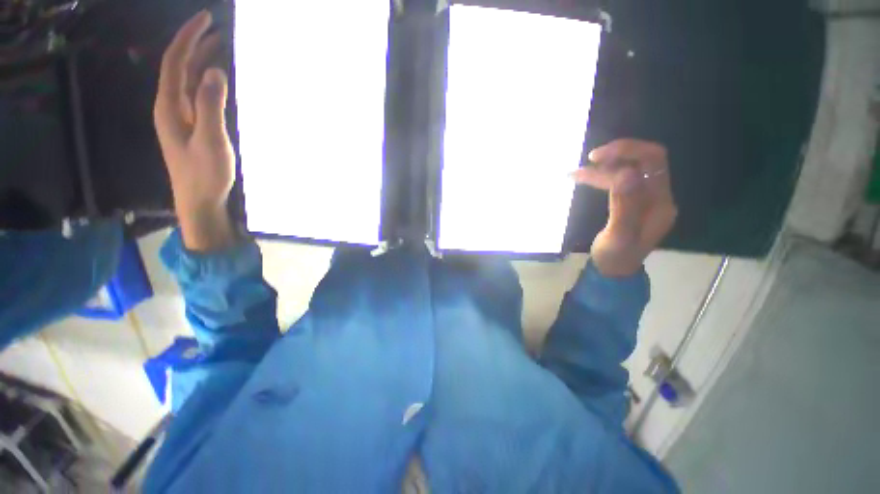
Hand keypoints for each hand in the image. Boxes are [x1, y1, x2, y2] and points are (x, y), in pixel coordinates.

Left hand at [154, 11, 235, 250]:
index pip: (175, 61)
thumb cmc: (205, 173)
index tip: (206, 18)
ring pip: (187, 80)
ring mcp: (181, 118)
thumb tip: (214, 71)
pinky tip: (219, 81)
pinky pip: (197, 95)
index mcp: (170, 105)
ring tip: (222, 49)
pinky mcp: (192, 127)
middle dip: (196, 44)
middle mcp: (171, 106)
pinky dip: (207, 82)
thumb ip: (211, 105)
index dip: (189, 37)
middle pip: (179, 67)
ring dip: (201, 61)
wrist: (200, 200)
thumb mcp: (211, 140)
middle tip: (219, 30)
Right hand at [572, 139, 677, 276]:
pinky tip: (587, 177)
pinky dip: (604, 175)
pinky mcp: (634, 201)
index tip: (595, 158)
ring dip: (607, 165)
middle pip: (646, 160)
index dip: (627, 152)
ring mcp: (647, 198)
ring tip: (579, 172)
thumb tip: (627, 172)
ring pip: (632, 167)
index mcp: (661, 203)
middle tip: (589, 159)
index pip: (653, 162)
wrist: (614, 271)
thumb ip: (624, 206)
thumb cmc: (615, 257)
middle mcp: (659, 196)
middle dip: (619, 153)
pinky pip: (623, 178)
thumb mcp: (618, 236)